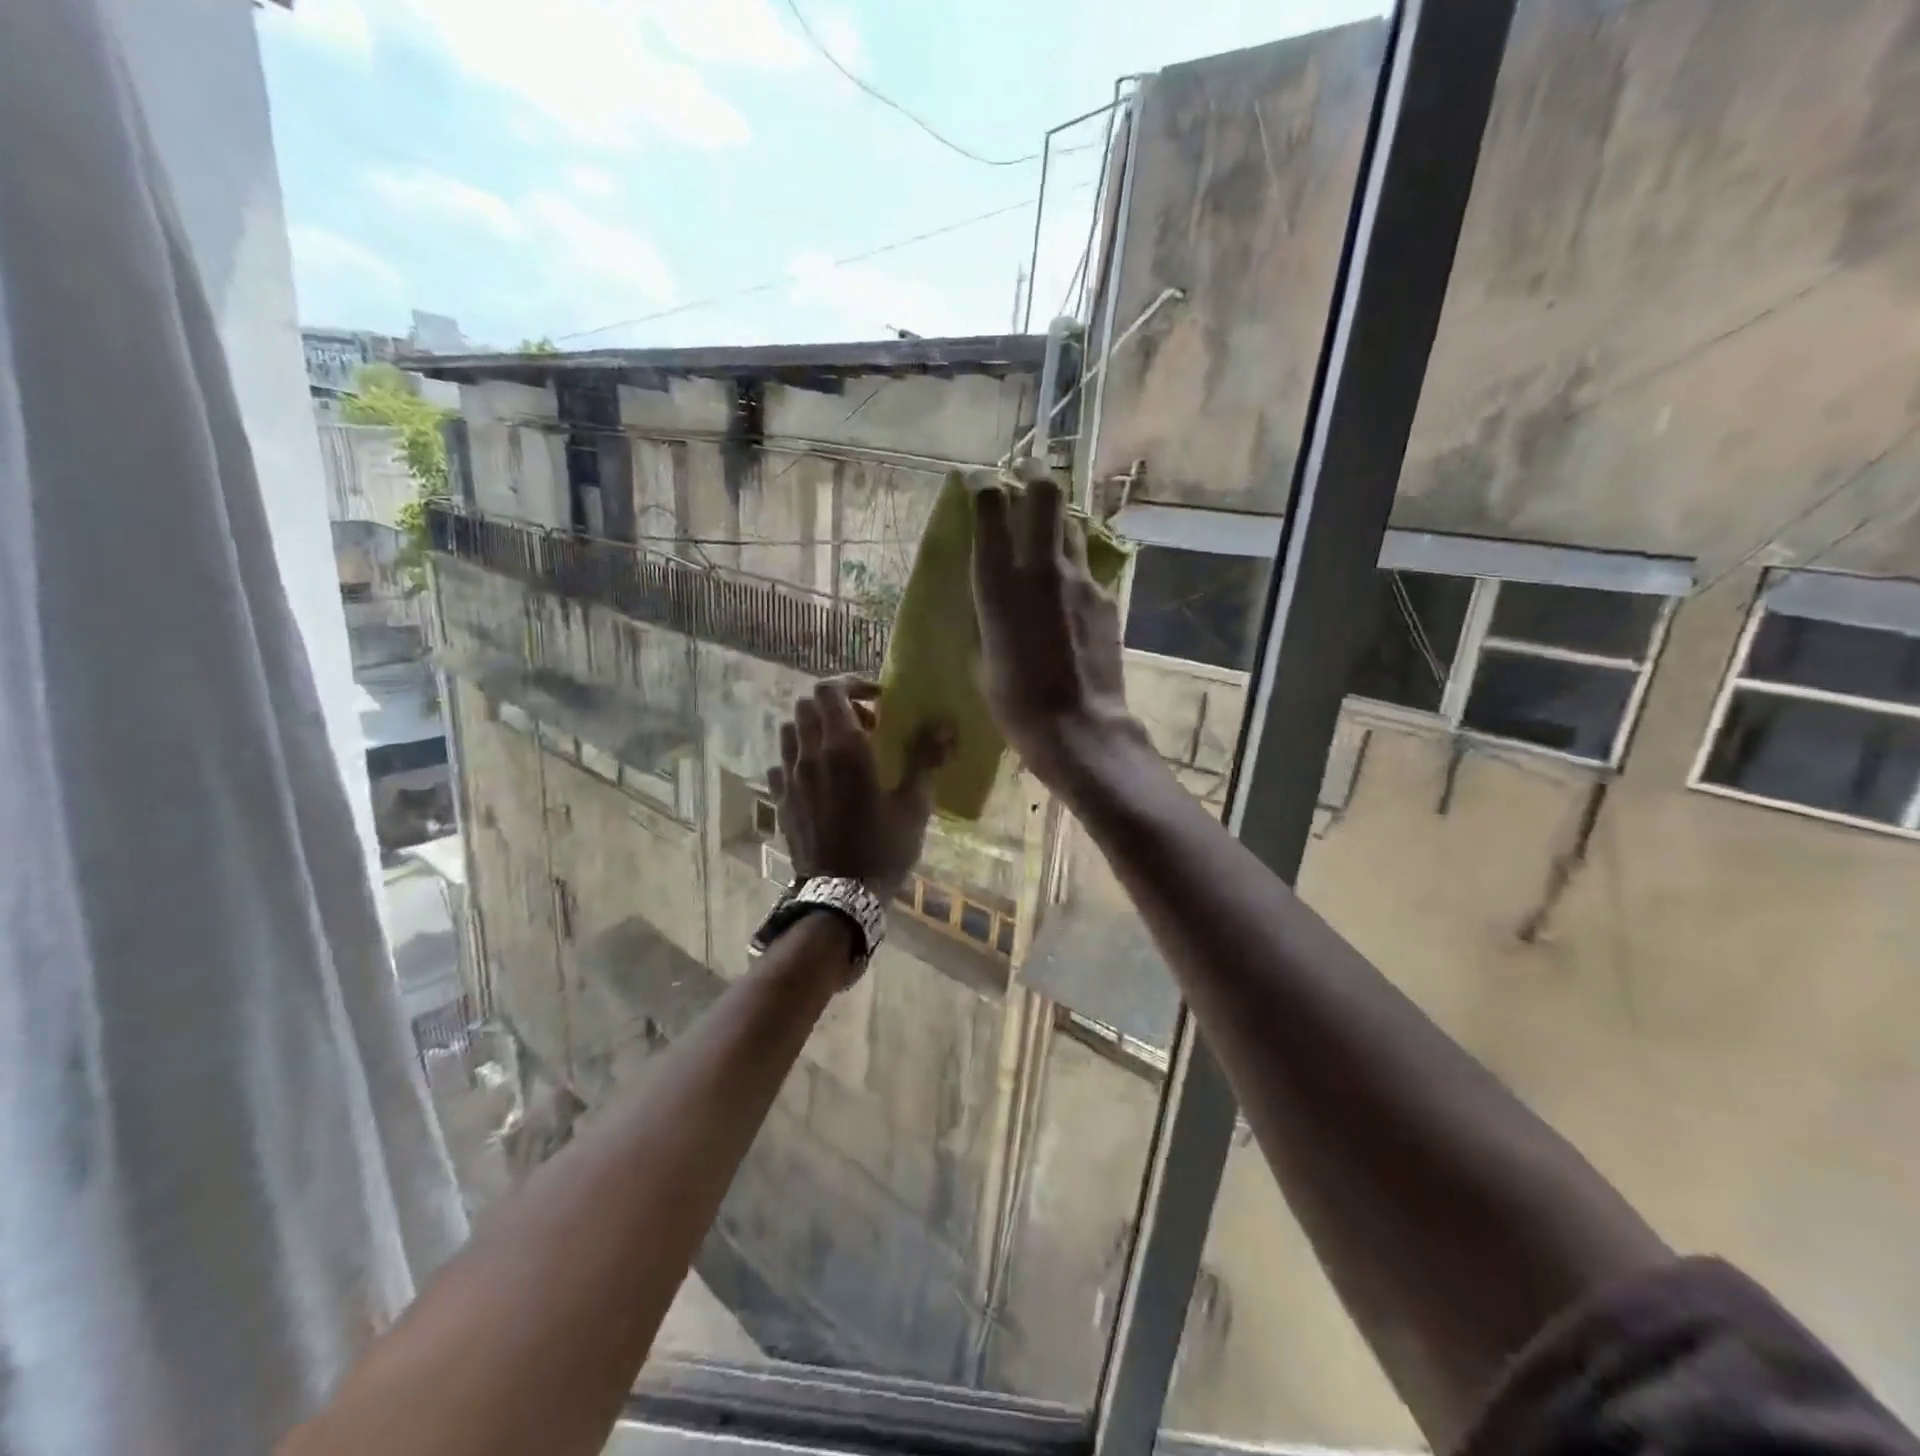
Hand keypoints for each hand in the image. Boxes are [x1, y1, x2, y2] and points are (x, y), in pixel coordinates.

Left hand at [768, 677, 952, 904]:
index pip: (830, 690)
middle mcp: (810, 754)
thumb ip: (925, 758)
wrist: (840, 896)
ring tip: (839, 749)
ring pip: (790, 730)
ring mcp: (789, 777)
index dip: (852, 684)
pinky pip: (780, 763)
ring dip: (813, 728)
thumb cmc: (883, 848)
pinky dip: (797, 758)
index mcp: (844, 748)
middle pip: (807, 705)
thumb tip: (944, 724)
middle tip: (864, 725)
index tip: (877, 699)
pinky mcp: (780, 799)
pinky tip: (818, 777)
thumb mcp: (913, 804)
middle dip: (835, 705)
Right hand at [971, 475, 1147, 794]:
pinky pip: (1087, 569)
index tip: (979, 482)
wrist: (1079, 727)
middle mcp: (1041, 567)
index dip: (984, 486)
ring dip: (1056, 523)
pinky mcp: (1107, 597)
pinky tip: (1069, 597)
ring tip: (1047, 539)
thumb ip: (987, 614)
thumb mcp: (982, 656)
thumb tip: (991, 597)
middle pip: (1045, 494)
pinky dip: (1074, 570)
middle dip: (1033, 476)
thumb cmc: (1015, 702)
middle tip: (1025, 476)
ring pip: (1071, 526)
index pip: (991, 507)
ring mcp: (1081, 579)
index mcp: (998, 582)